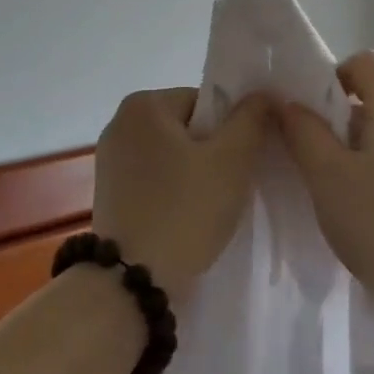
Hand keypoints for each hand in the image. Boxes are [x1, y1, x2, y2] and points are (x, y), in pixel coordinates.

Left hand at [91, 87, 271, 299]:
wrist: (135, 280)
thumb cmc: (185, 210)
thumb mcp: (231, 160)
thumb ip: (251, 119)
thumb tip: (263, 93)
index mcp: (143, 104)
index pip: (205, 101)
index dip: (231, 129)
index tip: (241, 162)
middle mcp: (119, 123)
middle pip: (187, 127)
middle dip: (212, 152)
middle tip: (230, 185)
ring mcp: (109, 159)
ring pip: (171, 155)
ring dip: (194, 173)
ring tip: (210, 205)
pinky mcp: (109, 192)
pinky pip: (154, 179)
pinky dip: (173, 191)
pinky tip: (187, 217)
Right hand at [276, 51, 373, 314]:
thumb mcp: (325, 172)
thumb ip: (302, 130)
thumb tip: (288, 104)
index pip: (364, 63)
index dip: (330, 77)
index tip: (307, 113)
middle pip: (373, 94)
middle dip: (334, 113)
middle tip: (307, 146)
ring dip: (348, 143)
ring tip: (325, 179)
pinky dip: (368, 165)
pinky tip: (353, 202)